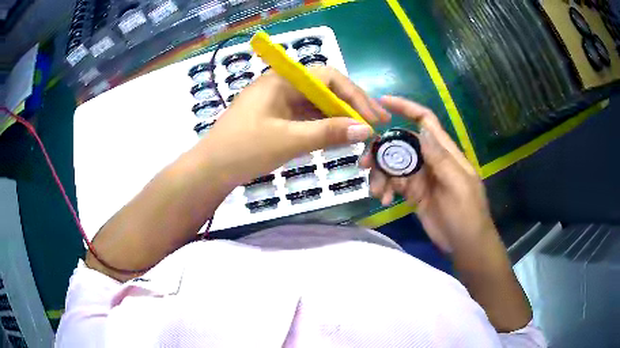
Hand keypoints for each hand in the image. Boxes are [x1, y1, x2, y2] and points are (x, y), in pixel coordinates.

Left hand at [201, 66, 389, 186]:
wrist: (210, 171)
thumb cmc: (244, 150)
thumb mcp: (289, 140)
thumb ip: (328, 132)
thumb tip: (366, 129)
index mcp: (283, 80)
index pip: (329, 77)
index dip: (355, 95)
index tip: (374, 117)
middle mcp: (283, 85)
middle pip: (325, 89)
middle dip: (352, 106)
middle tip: (376, 124)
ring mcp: (279, 102)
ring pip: (318, 105)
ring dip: (340, 117)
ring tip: (363, 133)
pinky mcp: (277, 118)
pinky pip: (307, 117)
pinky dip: (324, 127)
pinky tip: (339, 137)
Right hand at [359, 96, 493, 252]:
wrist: (466, 244)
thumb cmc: (468, 214)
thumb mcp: (458, 185)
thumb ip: (441, 159)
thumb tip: (422, 131)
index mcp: (444, 152)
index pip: (424, 121)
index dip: (405, 107)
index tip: (382, 102)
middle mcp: (430, 160)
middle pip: (402, 144)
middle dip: (382, 149)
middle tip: (364, 163)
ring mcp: (421, 177)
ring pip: (394, 164)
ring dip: (381, 174)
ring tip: (377, 192)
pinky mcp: (413, 193)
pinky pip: (394, 183)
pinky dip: (386, 188)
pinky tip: (384, 200)